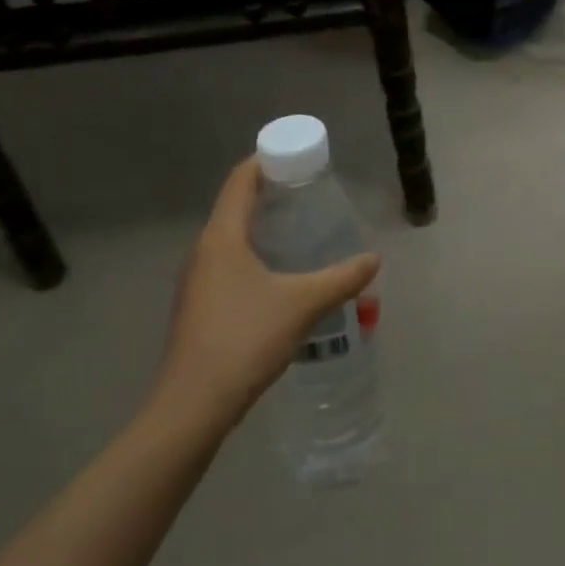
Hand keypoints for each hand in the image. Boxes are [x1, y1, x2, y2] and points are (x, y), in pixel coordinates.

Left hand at [150, 158, 379, 435]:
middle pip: (236, 205)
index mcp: (222, 237)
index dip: (267, 161)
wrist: (191, 408)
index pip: (240, 180)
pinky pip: (230, 264)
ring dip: (264, 227)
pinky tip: (282, 275)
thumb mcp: (303, 304)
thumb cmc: (243, 340)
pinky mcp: (199, 308)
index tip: (299, 157)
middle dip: (272, 194)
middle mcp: (204, 252)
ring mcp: (197, 282)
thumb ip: (342, 278)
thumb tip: (373, 260)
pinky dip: (256, 255)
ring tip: (302, 230)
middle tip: (312, 193)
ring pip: (232, 238)